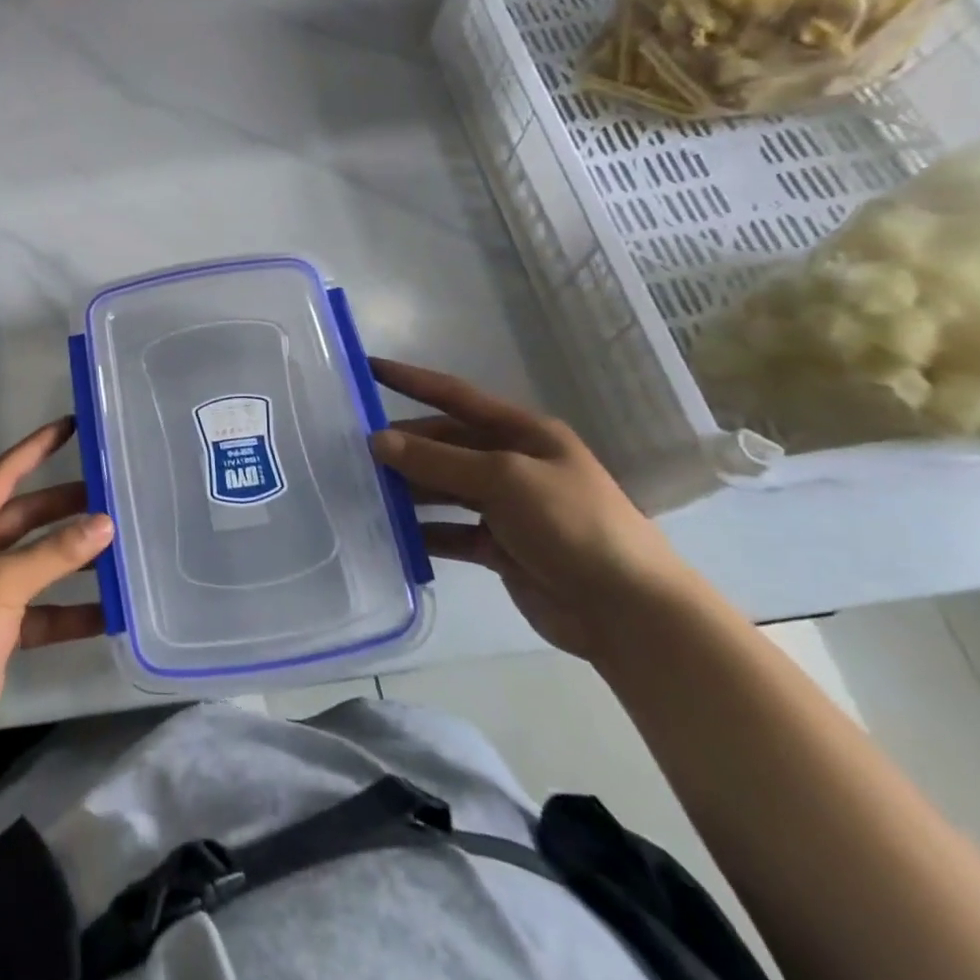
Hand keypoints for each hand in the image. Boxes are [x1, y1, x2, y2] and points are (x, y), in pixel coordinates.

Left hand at [0, 418, 113, 769]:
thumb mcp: (0, 585)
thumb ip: (54, 553)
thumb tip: (105, 523)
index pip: (3, 474)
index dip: (36, 448)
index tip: (72, 425)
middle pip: (26, 519)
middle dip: (66, 508)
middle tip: (113, 495)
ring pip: (37, 564)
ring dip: (73, 559)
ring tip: (121, 548)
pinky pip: (41, 610)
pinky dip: (70, 610)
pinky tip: (109, 611)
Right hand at [368, 359, 685, 657]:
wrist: (629, 611)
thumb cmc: (572, 524)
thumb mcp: (504, 479)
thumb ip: (438, 460)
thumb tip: (376, 440)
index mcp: (522, 433)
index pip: (455, 396)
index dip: (411, 381)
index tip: (367, 368)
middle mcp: (511, 463)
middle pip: (444, 445)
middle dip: (403, 446)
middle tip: (350, 449)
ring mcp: (506, 507)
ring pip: (442, 488)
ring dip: (408, 489)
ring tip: (360, 489)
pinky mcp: (499, 547)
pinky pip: (449, 532)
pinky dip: (422, 533)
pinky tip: (389, 534)